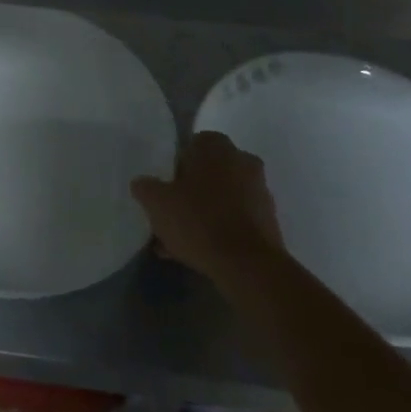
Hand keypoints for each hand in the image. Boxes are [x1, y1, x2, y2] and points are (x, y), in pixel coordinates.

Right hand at [132, 132, 284, 284]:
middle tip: (172, 214)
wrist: (248, 265)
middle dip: (191, 191)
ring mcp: (259, 190)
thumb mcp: (157, 202)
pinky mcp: (269, 220)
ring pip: (223, 198)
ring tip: (182, 242)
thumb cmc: (199, 220)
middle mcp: (242, 160)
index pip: (192, 146)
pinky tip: (201, 253)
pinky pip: (236, 219)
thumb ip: (146, 187)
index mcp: (217, 146)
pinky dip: (221, 230)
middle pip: (209, 172)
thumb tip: (141, 183)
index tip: (166, 189)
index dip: (176, 167)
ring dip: (205, 213)